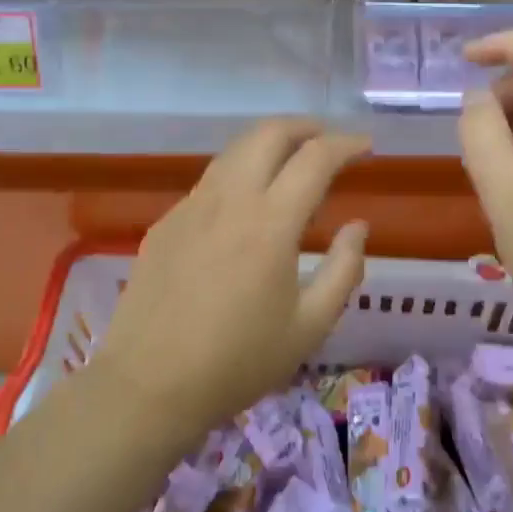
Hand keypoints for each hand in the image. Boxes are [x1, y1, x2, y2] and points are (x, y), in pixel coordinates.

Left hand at [91, 119, 370, 448]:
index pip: (315, 158)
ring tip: (292, 164)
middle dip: (306, 126)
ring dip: (270, 143)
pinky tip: (247, 206)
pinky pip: (211, 180)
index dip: (346, 144)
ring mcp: (192, 205)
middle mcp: (230, 199)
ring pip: (236, 150)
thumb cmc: (237, 362)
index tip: (365, 146)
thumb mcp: (309, 326)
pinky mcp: (167, 221)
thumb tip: (358, 226)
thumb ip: (344, 269)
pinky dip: (241, 173)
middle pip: (269, 132)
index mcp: (270, 222)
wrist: (147, 386)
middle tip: (328, 141)